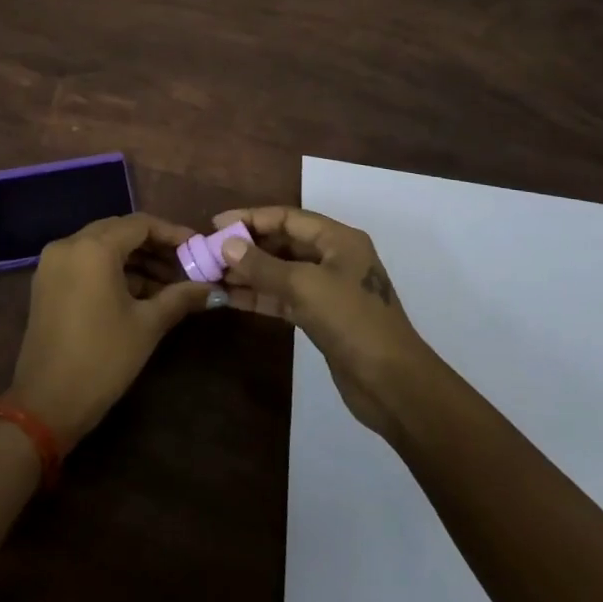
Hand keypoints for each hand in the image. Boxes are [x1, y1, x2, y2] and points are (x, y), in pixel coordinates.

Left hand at [6, 213, 210, 449]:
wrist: (46, 404)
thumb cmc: (102, 359)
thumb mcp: (147, 325)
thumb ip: (180, 297)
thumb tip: (212, 288)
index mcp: (93, 248)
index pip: (140, 224)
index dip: (172, 233)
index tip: (197, 247)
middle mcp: (69, 244)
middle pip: (119, 231)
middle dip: (154, 246)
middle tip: (185, 264)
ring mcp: (53, 263)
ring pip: (102, 246)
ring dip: (135, 259)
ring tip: (168, 283)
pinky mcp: (47, 282)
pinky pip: (86, 262)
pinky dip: (112, 270)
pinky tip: (139, 292)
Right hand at [213, 205, 432, 435]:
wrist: (393, 384)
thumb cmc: (352, 322)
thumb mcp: (305, 287)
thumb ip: (263, 265)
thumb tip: (227, 244)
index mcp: (338, 239)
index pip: (287, 217)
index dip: (251, 218)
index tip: (216, 224)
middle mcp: (334, 257)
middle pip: (283, 242)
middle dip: (247, 246)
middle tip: (209, 252)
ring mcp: (328, 289)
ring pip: (281, 271)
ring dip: (249, 272)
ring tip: (212, 274)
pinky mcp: (322, 317)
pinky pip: (284, 297)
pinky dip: (260, 296)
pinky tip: (231, 298)